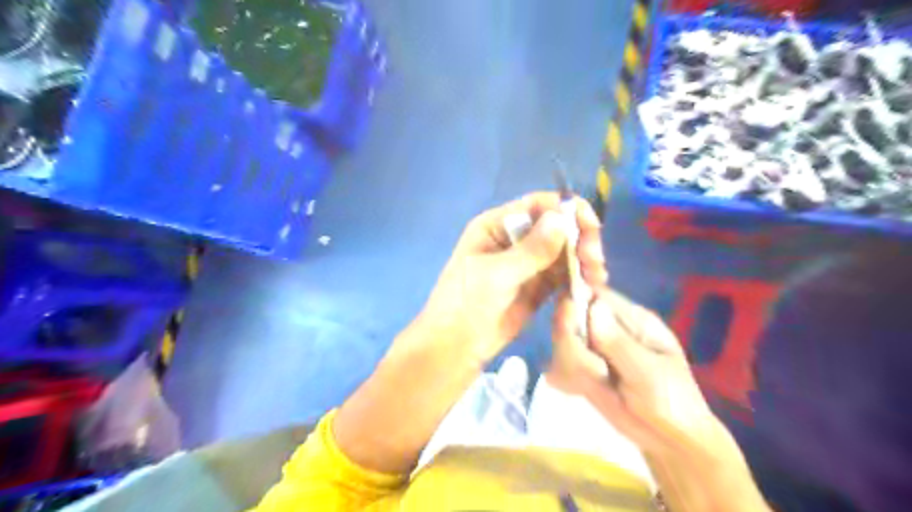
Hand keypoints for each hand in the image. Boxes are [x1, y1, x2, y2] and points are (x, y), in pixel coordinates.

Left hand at [418, 191, 603, 363]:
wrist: (455, 347)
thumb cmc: (465, 304)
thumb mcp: (495, 275)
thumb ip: (531, 250)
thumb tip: (562, 218)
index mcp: (496, 226)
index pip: (537, 205)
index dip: (567, 210)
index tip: (591, 227)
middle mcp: (514, 239)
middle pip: (556, 227)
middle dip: (579, 239)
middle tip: (594, 261)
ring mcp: (527, 264)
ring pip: (563, 252)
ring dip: (583, 260)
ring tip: (596, 278)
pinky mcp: (537, 287)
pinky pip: (563, 275)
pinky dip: (578, 278)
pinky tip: (590, 287)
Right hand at [547, 289, 718, 454]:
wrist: (670, 441)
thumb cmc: (672, 403)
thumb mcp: (649, 374)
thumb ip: (618, 343)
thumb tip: (592, 306)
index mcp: (632, 319)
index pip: (596, 294)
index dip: (577, 298)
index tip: (568, 317)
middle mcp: (608, 328)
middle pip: (571, 315)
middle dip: (571, 340)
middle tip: (593, 369)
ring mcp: (593, 349)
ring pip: (561, 341)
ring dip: (572, 363)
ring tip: (598, 384)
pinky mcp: (582, 369)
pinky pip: (560, 363)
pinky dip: (565, 376)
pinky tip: (581, 389)